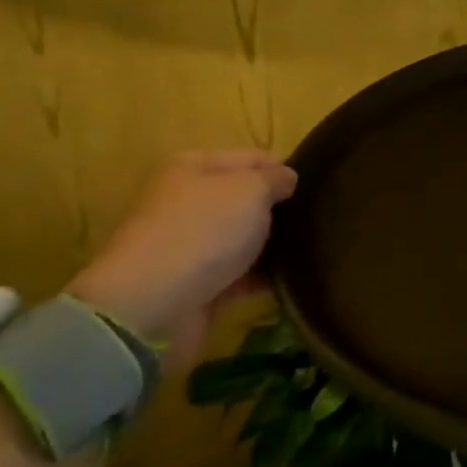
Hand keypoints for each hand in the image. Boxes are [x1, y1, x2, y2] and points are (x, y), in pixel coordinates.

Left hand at [67, 150, 297, 371]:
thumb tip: (286, 179)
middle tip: (316, 217)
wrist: (149, 309)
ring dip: (271, 244)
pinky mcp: (194, 286)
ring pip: (243, 238)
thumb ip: (275, 178)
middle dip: (278, 208)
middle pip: (245, 198)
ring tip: (312, 247)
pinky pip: (239, 274)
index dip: (284, 167)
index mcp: (192, 167)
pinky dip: (261, 277)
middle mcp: (186, 202)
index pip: (251, 157)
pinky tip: (292, 278)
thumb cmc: (202, 231)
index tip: (315, 184)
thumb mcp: (251, 189)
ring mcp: (188, 246)